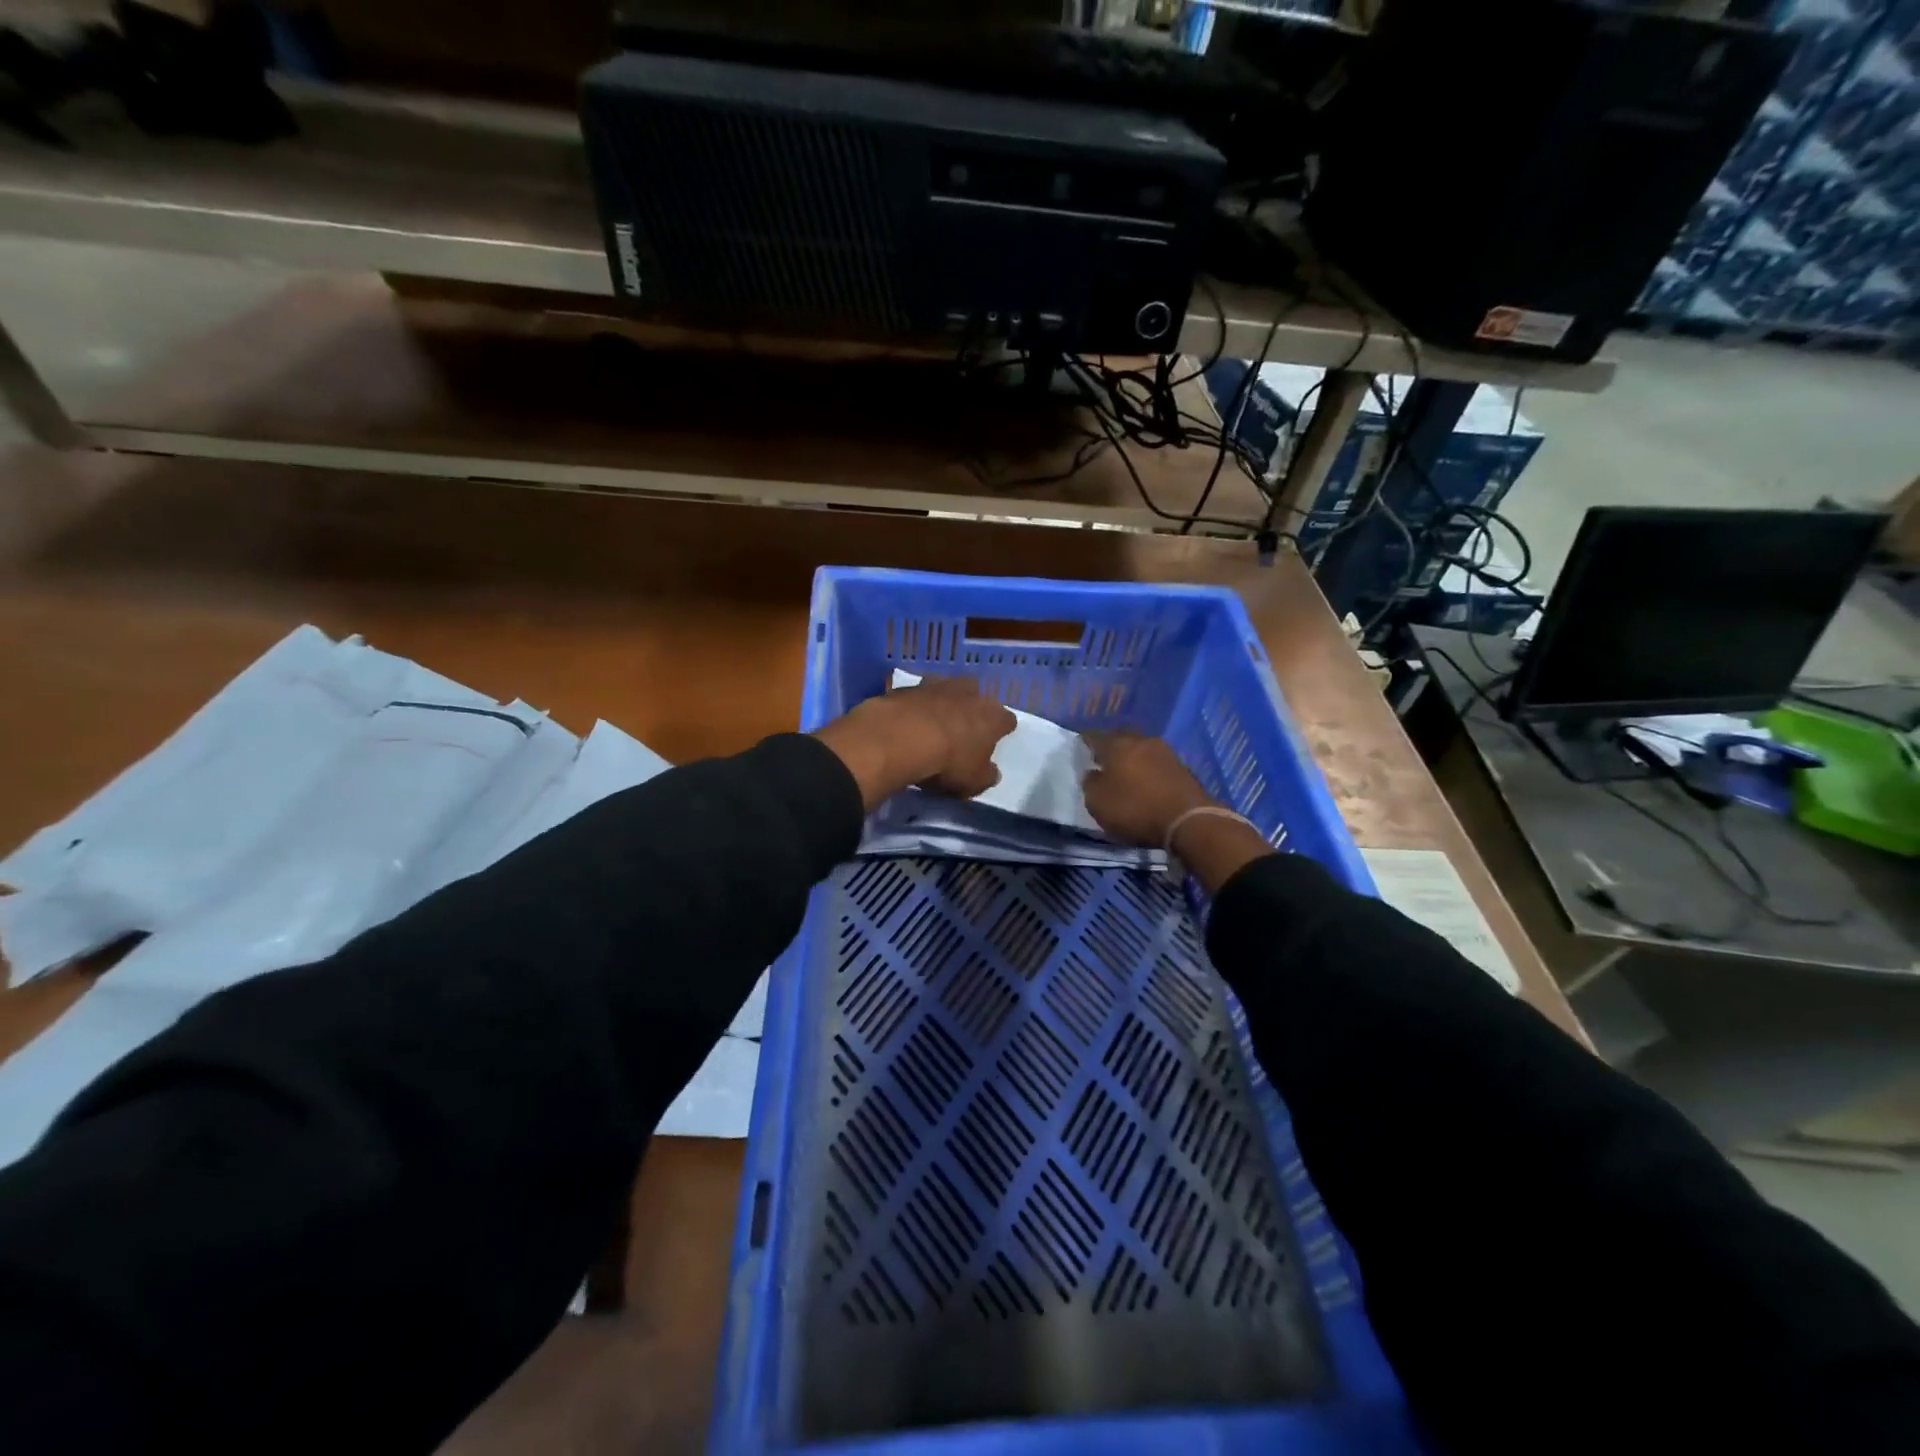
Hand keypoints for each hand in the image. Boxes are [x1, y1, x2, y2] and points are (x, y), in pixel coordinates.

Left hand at [815, 677, 1015, 808]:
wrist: (901, 737)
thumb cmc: (948, 762)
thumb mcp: (974, 782)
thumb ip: (986, 775)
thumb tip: (991, 772)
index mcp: (993, 716)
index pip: (1007, 721)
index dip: (1000, 731)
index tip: (992, 742)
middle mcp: (971, 693)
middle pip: (977, 696)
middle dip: (971, 709)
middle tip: (961, 730)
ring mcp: (939, 684)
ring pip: (947, 689)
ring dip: (943, 702)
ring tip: (932, 722)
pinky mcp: (909, 686)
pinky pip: (918, 695)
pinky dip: (916, 705)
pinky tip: (907, 720)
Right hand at [1081, 733, 1215, 847]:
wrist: (1189, 821)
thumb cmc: (1135, 809)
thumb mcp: (1098, 802)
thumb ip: (1090, 783)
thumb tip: (1093, 773)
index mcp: (1117, 745)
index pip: (1095, 736)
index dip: (1085, 741)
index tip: (1079, 746)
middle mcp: (1142, 741)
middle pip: (1121, 738)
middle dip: (1111, 746)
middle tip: (1102, 758)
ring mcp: (1166, 753)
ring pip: (1141, 749)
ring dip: (1132, 758)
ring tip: (1124, 771)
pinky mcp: (1183, 768)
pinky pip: (1157, 763)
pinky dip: (1148, 770)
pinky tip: (1145, 781)